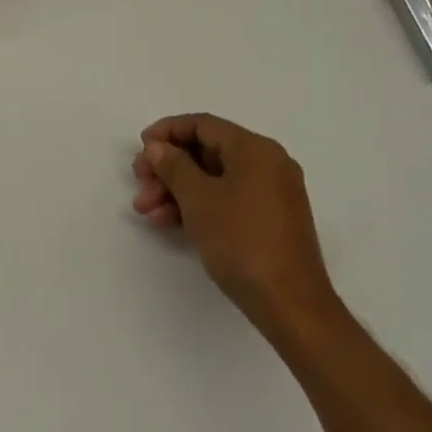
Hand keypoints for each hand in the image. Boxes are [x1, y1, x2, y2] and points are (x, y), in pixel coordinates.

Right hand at [132, 114, 337, 336]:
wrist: (291, 306)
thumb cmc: (242, 241)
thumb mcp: (199, 199)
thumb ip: (173, 166)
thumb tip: (158, 147)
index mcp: (255, 148)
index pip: (203, 125)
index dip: (167, 131)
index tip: (141, 148)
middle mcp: (267, 163)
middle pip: (207, 151)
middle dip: (168, 167)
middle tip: (140, 183)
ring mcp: (271, 193)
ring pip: (215, 178)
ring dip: (178, 190)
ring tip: (147, 211)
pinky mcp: (270, 220)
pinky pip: (228, 199)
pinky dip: (199, 205)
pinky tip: (170, 222)